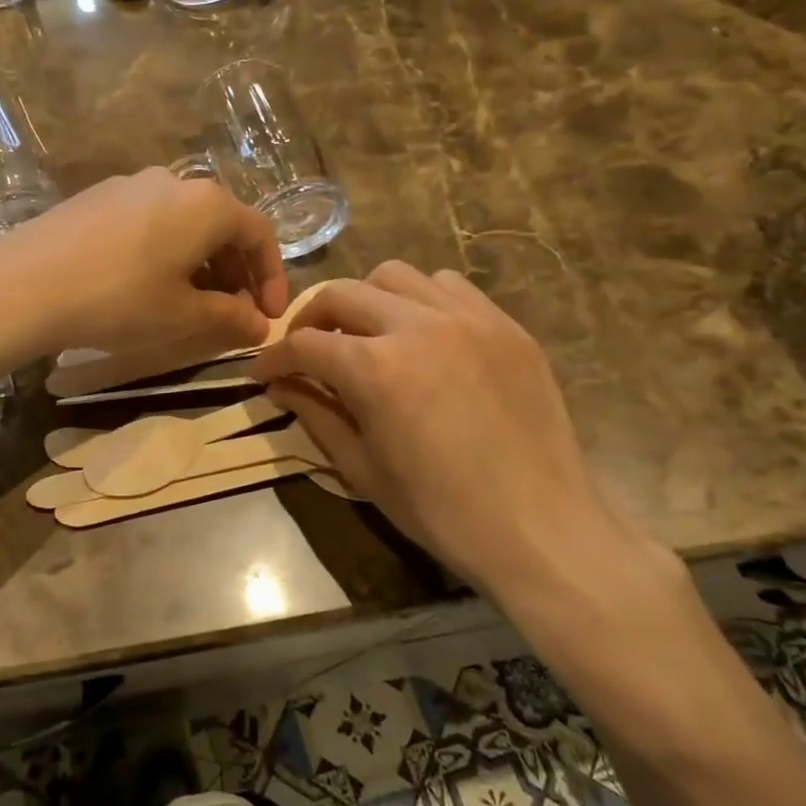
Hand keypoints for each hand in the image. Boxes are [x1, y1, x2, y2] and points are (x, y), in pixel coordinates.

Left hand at [0, 168, 289, 359]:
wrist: (23, 285)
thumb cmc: (118, 299)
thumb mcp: (182, 316)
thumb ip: (230, 318)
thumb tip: (260, 326)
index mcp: (207, 204)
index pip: (259, 234)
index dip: (272, 277)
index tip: (268, 317)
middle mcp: (173, 181)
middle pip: (221, 225)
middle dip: (235, 272)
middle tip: (232, 314)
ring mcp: (129, 184)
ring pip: (183, 222)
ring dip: (199, 262)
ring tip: (190, 303)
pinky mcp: (95, 196)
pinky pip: (148, 220)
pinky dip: (164, 251)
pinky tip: (145, 284)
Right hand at [251, 262, 666, 617]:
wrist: (541, 528)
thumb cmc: (440, 511)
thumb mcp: (362, 469)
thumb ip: (315, 414)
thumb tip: (281, 385)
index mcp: (375, 368)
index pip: (305, 344)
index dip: (275, 358)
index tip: (264, 373)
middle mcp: (417, 326)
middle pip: (342, 293)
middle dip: (311, 318)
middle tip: (307, 349)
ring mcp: (467, 319)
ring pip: (396, 276)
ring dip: (367, 300)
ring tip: (368, 334)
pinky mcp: (505, 325)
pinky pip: (450, 287)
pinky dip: (421, 300)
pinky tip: (423, 335)